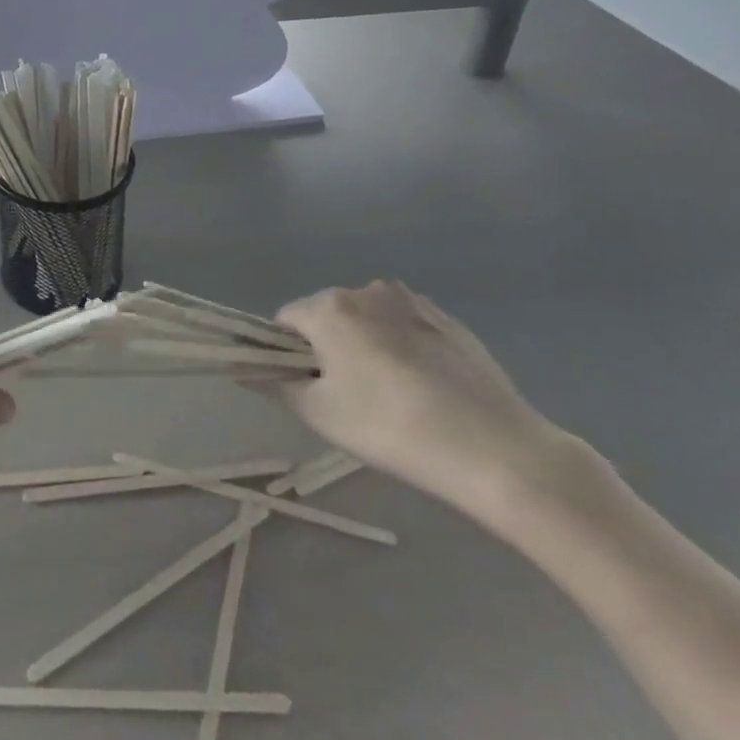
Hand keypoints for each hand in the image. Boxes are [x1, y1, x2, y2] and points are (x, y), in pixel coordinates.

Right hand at [265, 282, 566, 519]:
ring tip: (389, 394)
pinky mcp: (449, 321)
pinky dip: (401, 348)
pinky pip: (405, 327)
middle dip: (328, 347)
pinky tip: (422, 389)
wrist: (494, 449)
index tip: (306, 388)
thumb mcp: (320, 413)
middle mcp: (368, 291)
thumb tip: (245, 369)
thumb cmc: (390, 427)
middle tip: (346, 397)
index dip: (287, 354)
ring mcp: (413, 302)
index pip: (286, 321)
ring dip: (365, 345)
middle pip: (328, 315)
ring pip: (368, 320)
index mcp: (330, 307)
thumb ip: (275, 384)